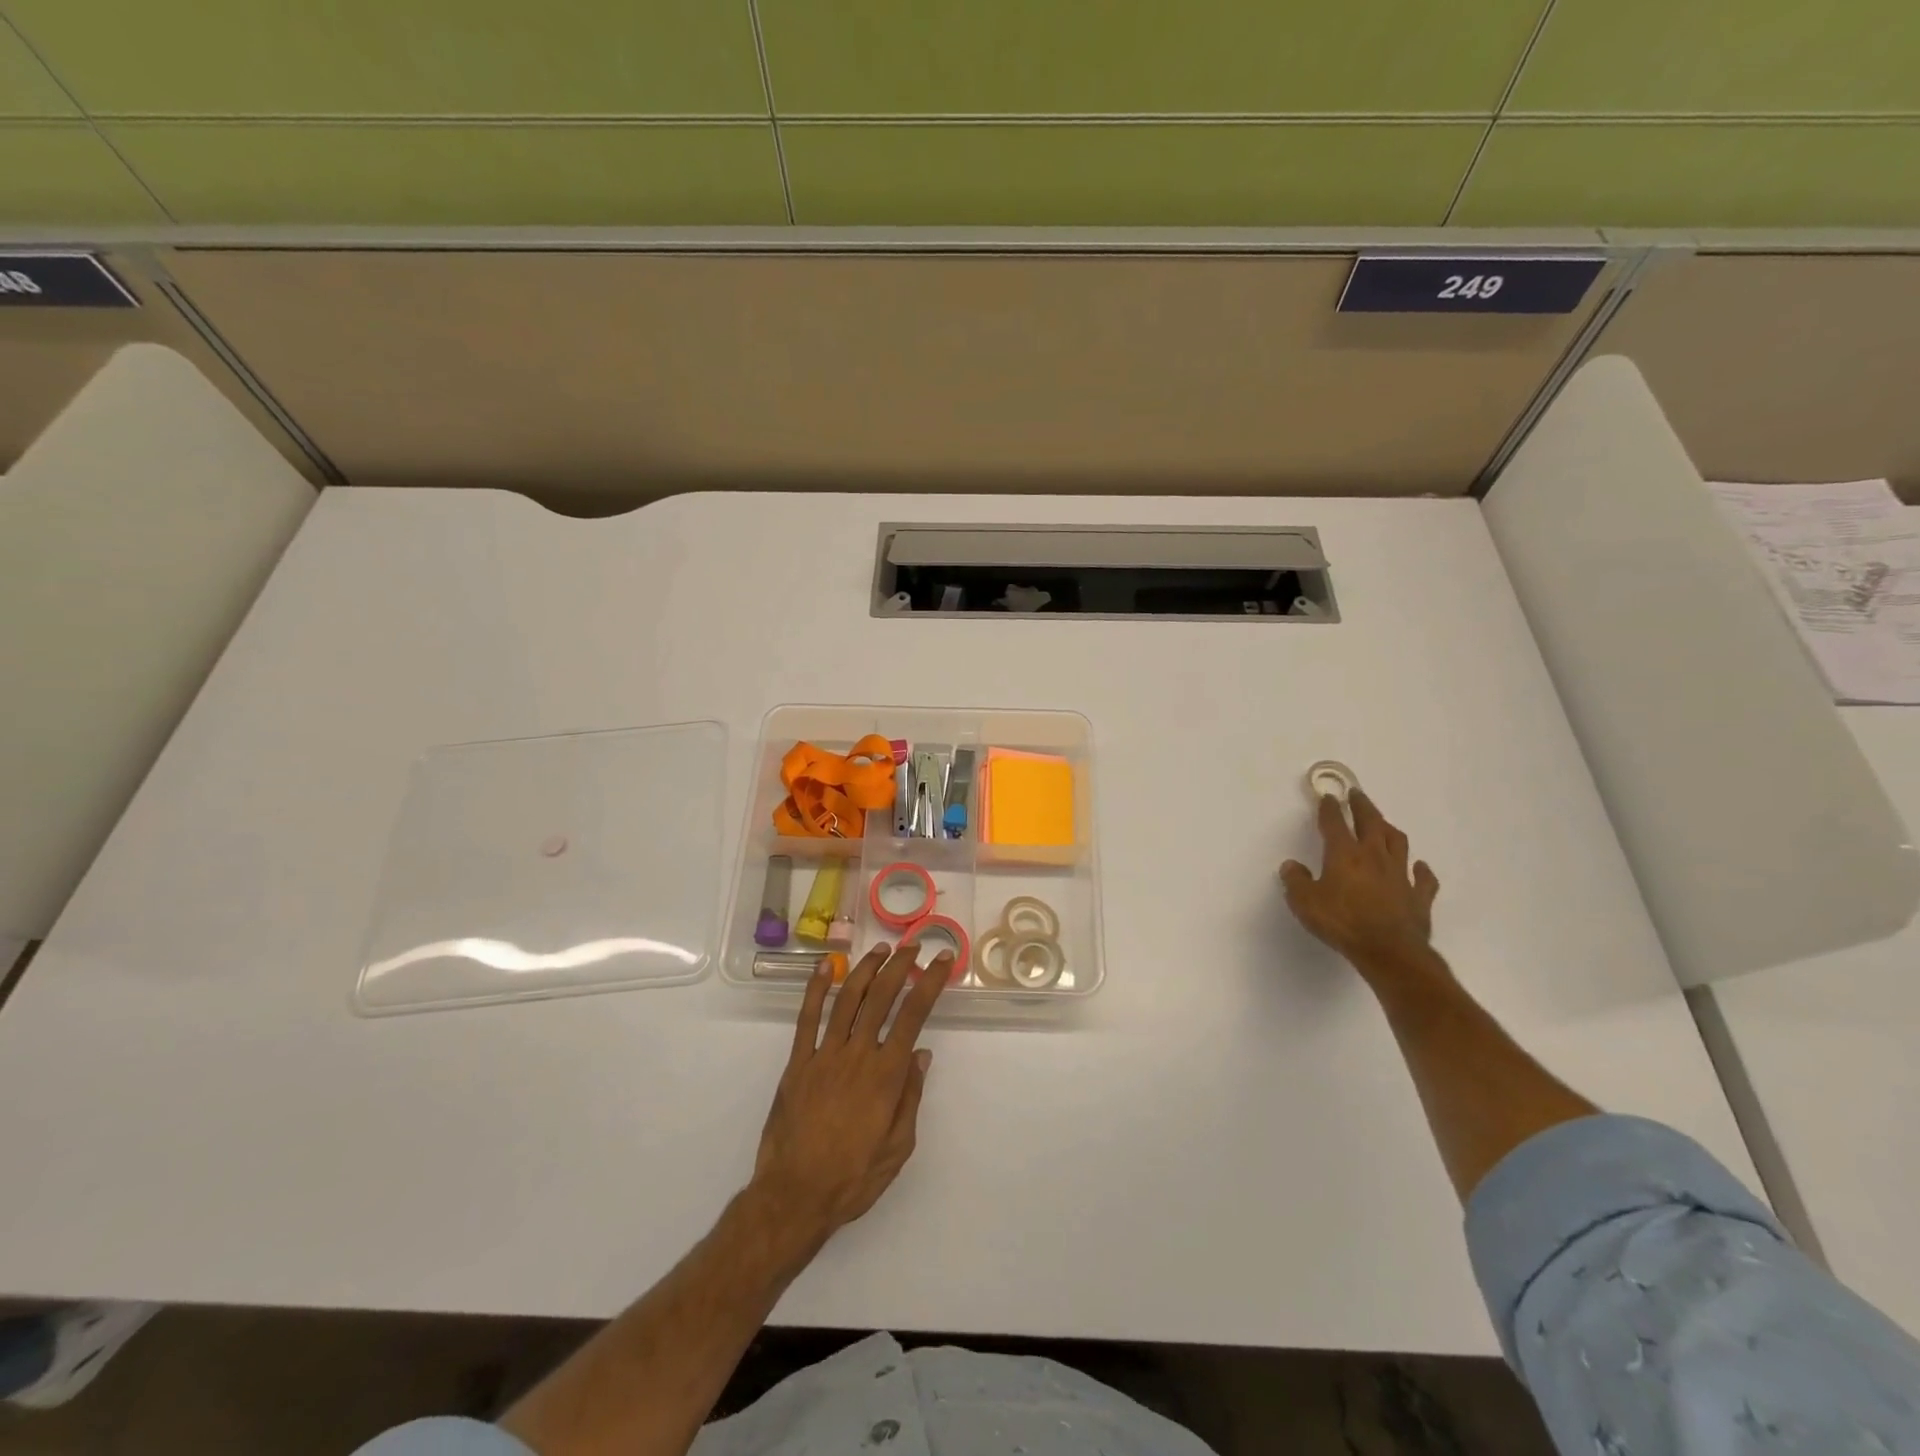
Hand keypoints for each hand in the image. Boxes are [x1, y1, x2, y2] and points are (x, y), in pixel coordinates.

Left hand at [752, 942, 951, 1246]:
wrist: (794, 1196)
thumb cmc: (853, 1177)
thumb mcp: (897, 1147)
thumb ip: (910, 1097)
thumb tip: (921, 1054)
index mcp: (886, 1075)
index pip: (913, 1016)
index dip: (929, 983)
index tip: (941, 961)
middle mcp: (857, 1055)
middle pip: (881, 997)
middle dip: (900, 966)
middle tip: (913, 947)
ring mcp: (823, 1055)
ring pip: (847, 999)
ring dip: (866, 969)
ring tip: (880, 950)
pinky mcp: (797, 1063)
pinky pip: (807, 1018)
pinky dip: (816, 989)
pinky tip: (825, 967)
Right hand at [1280, 789, 1441, 982]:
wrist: (1388, 951)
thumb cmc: (1342, 922)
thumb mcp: (1304, 902)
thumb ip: (1295, 881)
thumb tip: (1291, 866)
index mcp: (1344, 854)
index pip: (1334, 823)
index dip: (1329, 808)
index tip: (1328, 797)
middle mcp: (1374, 856)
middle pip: (1371, 823)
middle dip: (1362, 806)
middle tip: (1357, 794)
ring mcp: (1400, 875)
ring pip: (1398, 842)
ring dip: (1389, 829)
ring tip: (1383, 823)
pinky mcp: (1419, 896)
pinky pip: (1423, 878)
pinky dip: (1421, 869)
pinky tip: (1419, 867)